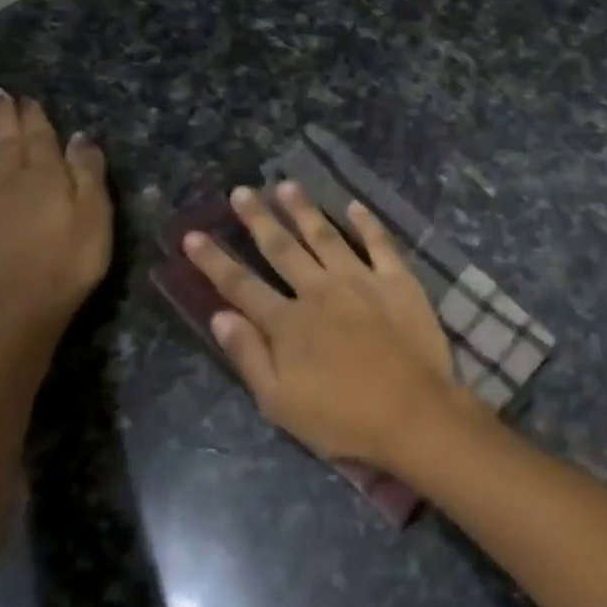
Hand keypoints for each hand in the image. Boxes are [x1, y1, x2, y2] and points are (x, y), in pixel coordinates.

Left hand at [0, 89, 112, 337]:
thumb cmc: (70, 263)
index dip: (33, 116)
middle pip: (5, 143)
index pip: (40, 138)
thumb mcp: (96, 216)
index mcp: (44, 178)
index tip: (26, 97)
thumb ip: (88, 174)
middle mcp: (5, 183)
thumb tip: (80, 137)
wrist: (19, 309)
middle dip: (2, 117)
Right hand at [184, 184, 458, 467]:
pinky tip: (354, 205)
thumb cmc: (342, 420)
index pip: (240, 285)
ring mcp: (361, 281)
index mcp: (287, 323)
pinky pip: (380, 244)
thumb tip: (219, 316)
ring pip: (326, 236)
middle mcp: (319, 291)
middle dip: (258, 219)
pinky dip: (366, 222)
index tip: (193, 234)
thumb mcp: (280, 402)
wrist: (413, 414)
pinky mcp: (398, 281)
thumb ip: (249, 355)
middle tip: (241, 191)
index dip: (214, 260)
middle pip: (281, 249)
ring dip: (304, 210)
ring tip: (287, 186)